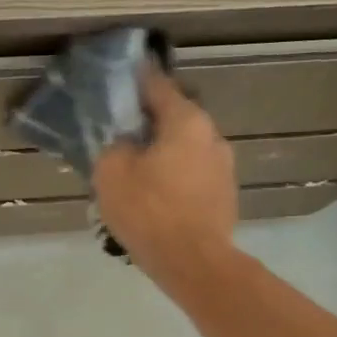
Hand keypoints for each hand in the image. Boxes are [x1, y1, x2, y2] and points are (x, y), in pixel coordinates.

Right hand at [93, 66, 237, 283]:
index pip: (157, 86)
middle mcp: (212, 136)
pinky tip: (156, 196)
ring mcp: (223, 168)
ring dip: (163, 153)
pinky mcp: (224, 196)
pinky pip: (193, 175)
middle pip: (175, 118)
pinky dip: (174, 177)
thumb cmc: (150, 211)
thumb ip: (114, 147)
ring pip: (185, 149)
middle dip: (149, 123)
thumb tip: (125, 143)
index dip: (136, 79)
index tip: (121, 73)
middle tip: (121, 133)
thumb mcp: (112, 173)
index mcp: (186, 121)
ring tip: (137, 170)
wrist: (194, 263)